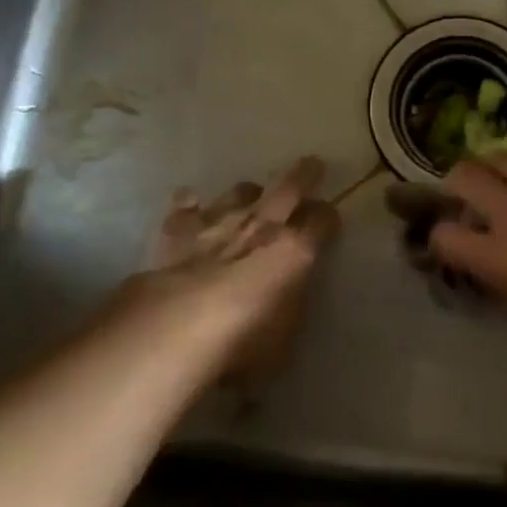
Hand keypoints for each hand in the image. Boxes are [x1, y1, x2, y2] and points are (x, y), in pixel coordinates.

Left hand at [132, 157, 337, 386]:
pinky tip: (191, 205)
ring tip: (251, 194)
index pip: (323, 222)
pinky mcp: (179, 228)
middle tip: (312, 164)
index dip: (329, 219)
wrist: (176, 325)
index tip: (330, 219)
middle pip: (290, 187)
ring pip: (241, 191)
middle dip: (305, 174)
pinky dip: (192, 205)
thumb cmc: (242, 342)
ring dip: (249, 192)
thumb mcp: (284, 340)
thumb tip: (289, 299)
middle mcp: (262, 226)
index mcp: (296, 251)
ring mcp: (219, 221)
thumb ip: (290, 310)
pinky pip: (187, 206)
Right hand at [430, 157, 506, 364]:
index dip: (438, 239)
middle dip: (454, 183)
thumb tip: (485, 264)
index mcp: (500, 256)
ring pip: (503, 160)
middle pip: (465, 175)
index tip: (448, 245)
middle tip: (462, 198)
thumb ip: (500, 280)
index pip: (444, 234)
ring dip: (491, 171)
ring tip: (499, 188)